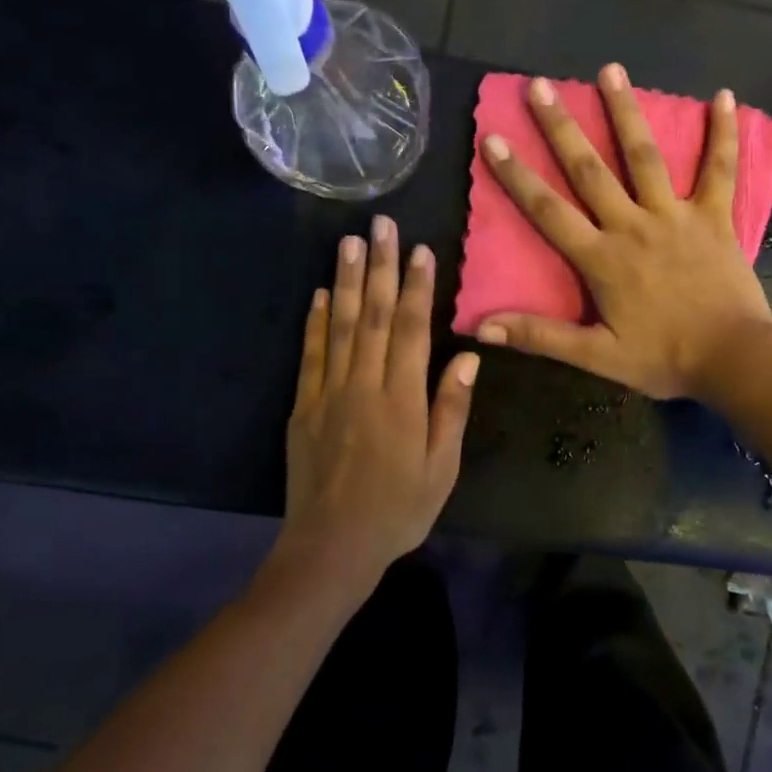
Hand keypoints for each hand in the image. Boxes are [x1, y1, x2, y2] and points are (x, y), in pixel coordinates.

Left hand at [273, 216, 478, 592]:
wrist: (332, 546)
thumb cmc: (398, 510)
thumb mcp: (441, 468)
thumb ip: (451, 408)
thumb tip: (468, 355)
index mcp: (402, 400)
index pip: (410, 330)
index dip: (416, 287)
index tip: (420, 250)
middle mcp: (363, 386)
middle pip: (372, 316)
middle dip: (379, 267)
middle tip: (381, 225)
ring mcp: (328, 394)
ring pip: (339, 326)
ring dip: (344, 281)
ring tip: (348, 242)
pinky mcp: (303, 407)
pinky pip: (310, 355)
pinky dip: (314, 322)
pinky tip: (318, 294)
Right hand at [476, 64, 771, 401]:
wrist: (733, 359)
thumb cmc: (664, 359)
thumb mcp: (597, 356)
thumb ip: (540, 337)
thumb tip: (481, 328)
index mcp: (602, 258)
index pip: (548, 211)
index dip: (517, 176)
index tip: (493, 138)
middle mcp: (633, 226)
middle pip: (590, 170)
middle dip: (561, 127)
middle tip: (539, 86)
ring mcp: (676, 216)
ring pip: (645, 157)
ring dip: (626, 112)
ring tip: (609, 69)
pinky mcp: (715, 217)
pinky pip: (719, 170)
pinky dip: (723, 134)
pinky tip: (724, 96)